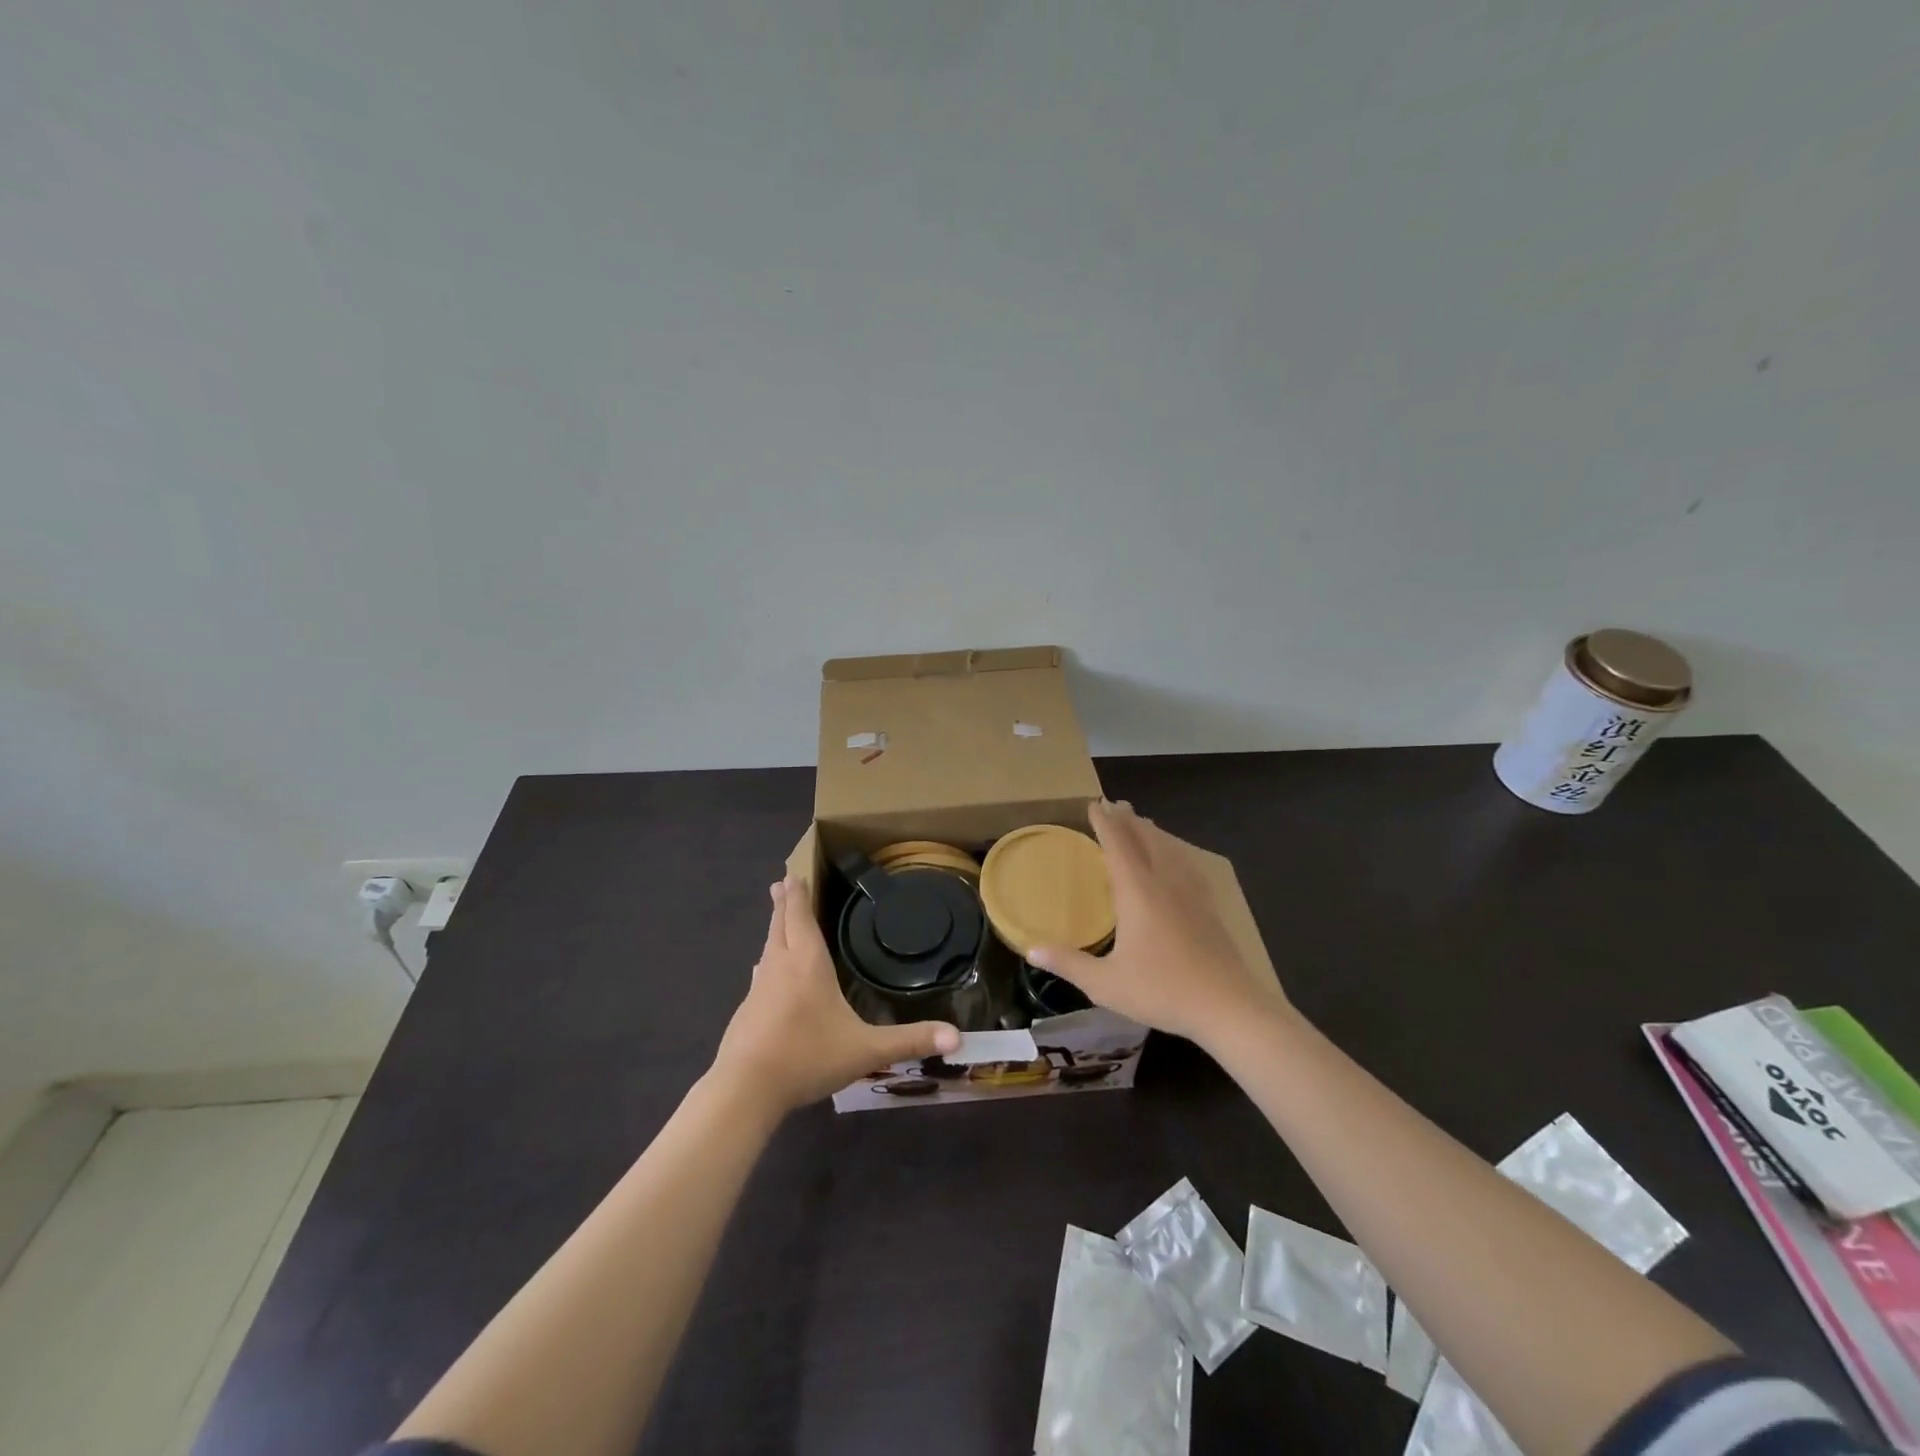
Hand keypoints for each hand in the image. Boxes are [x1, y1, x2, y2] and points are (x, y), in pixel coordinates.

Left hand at [712, 877, 961, 1113]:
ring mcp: (759, 989)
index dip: (798, 895)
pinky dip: (767, 963)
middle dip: (784, 904)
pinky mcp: (746, 1012)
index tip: (792, 874)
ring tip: (777, 921)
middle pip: (780, 926)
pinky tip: (764, 973)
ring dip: (773, 930)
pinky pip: (760, 976)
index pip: (801, 918)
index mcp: (808, 964)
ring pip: (767, 949)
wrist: (746, 1089)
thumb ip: (910, 1040)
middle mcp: (781, 967)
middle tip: (781, 883)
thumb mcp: (867, 1050)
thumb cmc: (808, 1056)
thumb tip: (957, 1036)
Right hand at [1030, 799, 1293, 1051]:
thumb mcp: (1106, 983)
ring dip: (1153, 832)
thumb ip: (1068, 963)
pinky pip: (1188, 865)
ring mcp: (1191, 894)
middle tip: (1116, 804)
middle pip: (1146, 839)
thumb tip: (1030, 950)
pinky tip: (1179, 861)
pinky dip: (1176, 852)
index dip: (1104, 823)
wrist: (1228, 1007)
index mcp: (1138, 892)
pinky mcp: (1209, 908)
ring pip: (1170, 850)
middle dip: (1129, 820)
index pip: (1118, 845)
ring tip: (1144, 824)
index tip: (1093, 804)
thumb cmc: (1162, 991)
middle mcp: (1165, 882)